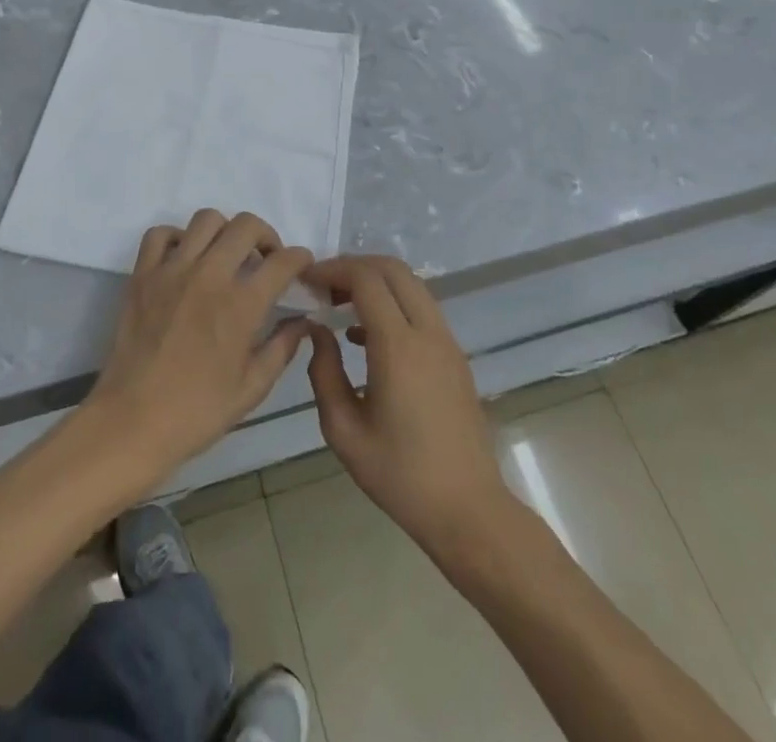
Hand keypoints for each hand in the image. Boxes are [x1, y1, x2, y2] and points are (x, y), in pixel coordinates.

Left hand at [85, 211, 312, 488]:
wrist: (132, 421)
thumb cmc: (197, 412)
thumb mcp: (252, 388)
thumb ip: (282, 348)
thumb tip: (302, 322)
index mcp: (241, 305)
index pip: (282, 262)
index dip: (300, 259)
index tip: (301, 266)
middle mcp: (209, 276)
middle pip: (246, 225)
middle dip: (266, 236)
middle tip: (265, 259)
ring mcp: (172, 270)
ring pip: (206, 219)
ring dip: (224, 231)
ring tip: (225, 255)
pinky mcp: (143, 274)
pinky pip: (160, 234)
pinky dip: (177, 238)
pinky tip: (185, 259)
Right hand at [305, 256, 511, 554]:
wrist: (468, 510)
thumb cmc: (400, 476)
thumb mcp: (344, 430)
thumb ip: (324, 372)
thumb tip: (317, 330)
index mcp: (398, 347)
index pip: (365, 279)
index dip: (333, 270)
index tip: (307, 280)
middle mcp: (427, 332)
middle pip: (392, 269)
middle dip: (354, 266)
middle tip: (323, 286)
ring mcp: (447, 342)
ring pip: (410, 284)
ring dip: (375, 282)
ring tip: (340, 305)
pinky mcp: (455, 356)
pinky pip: (421, 308)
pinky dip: (393, 302)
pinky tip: (366, 335)